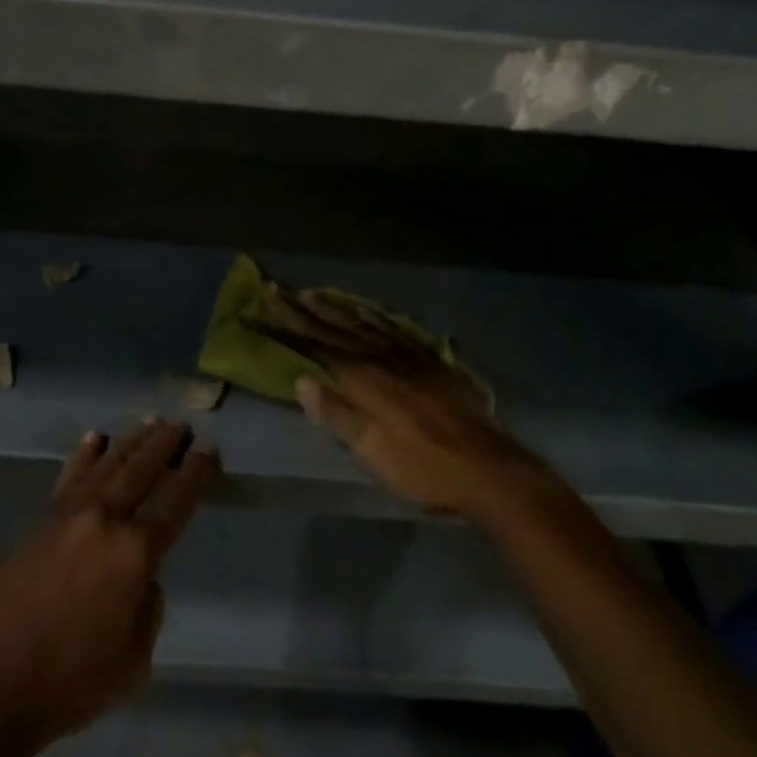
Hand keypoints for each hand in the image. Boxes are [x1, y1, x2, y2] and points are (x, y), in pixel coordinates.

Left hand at [0, 420, 217, 756]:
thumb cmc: (66, 683)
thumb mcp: (132, 664)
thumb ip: (148, 611)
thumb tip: (142, 579)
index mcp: (136, 552)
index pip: (176, 501)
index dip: (196, 473)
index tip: (209, 450)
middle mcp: (107, 519)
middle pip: (143, 470)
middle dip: (166, 445)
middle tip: (183, 425)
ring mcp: (70, 514)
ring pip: (110, 464)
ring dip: (133, 441)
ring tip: (152, 422)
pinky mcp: (41, 520)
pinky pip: (71, 476)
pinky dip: (85, 455)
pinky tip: (95, 437)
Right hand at [270, 288, 543, 519]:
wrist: (489, 468)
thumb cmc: (424, 467)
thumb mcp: (373, 451)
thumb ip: (337, 414)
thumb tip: (300, 378)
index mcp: (364, 379)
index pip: (317, 344)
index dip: (289, 322)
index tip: (267, 299)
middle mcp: (382, 357)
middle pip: (337, 328)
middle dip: (305, 309)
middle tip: (279, 288)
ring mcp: (410, 356)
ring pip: (364, 324)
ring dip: (335, 309)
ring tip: (314, 293)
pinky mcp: (432, 362)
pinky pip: (395, 329)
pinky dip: (375, 317)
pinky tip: (369, 312)